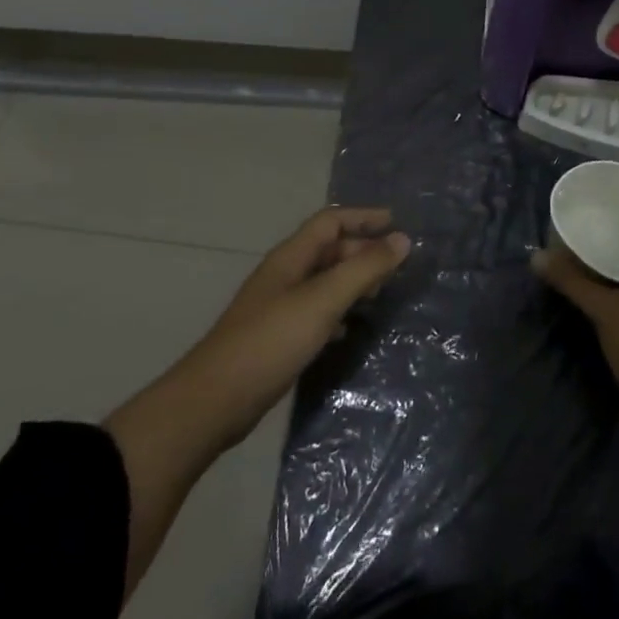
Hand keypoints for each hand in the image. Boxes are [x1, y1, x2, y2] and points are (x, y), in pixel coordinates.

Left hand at [103, 206, 410, 601]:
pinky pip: (315, 311)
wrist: (214, 401)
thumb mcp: (324, 301)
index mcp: (291, 258)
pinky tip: (348, 330)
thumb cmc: (271, 341)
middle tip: (394, 268)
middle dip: (361, 251)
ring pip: (323, 281)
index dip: (363, 217)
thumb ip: (364, 269)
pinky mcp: (276, 337)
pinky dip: (337, 312)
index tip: (397, 223)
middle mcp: (283, 275)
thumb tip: (403, 239)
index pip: (330, 221)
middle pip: (327, 250)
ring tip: (378, 295)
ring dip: (351, 282)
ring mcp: (277, 307)